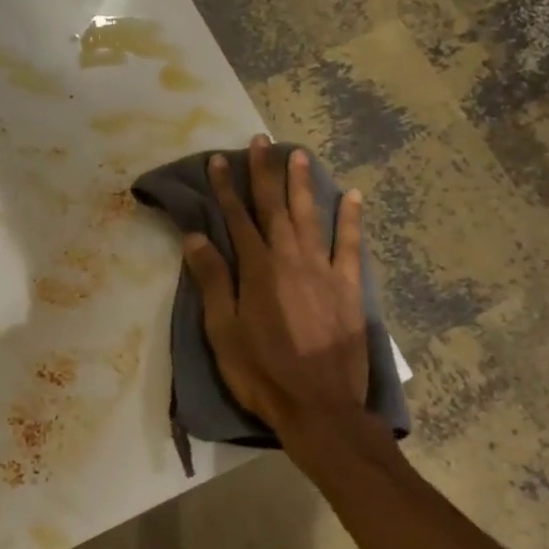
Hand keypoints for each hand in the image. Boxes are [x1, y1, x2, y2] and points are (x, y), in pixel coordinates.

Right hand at [183, 136, 370, 446]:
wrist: (319, 407)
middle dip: (264, 173)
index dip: (226, 188)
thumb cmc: (260, 372)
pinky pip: (351, 245)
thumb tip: (196, 236)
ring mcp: (324, 271)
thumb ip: (212, 281)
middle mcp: (291, 260)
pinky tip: (352, 195)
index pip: (237, 219)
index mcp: (257, 270)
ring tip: (298, 154)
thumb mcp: (223, 331)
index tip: (218, 160)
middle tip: (261, 141)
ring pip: (311, 216)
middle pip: (275, 208)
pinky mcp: (349, 288)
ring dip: (302, 184)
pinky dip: (351, 219)